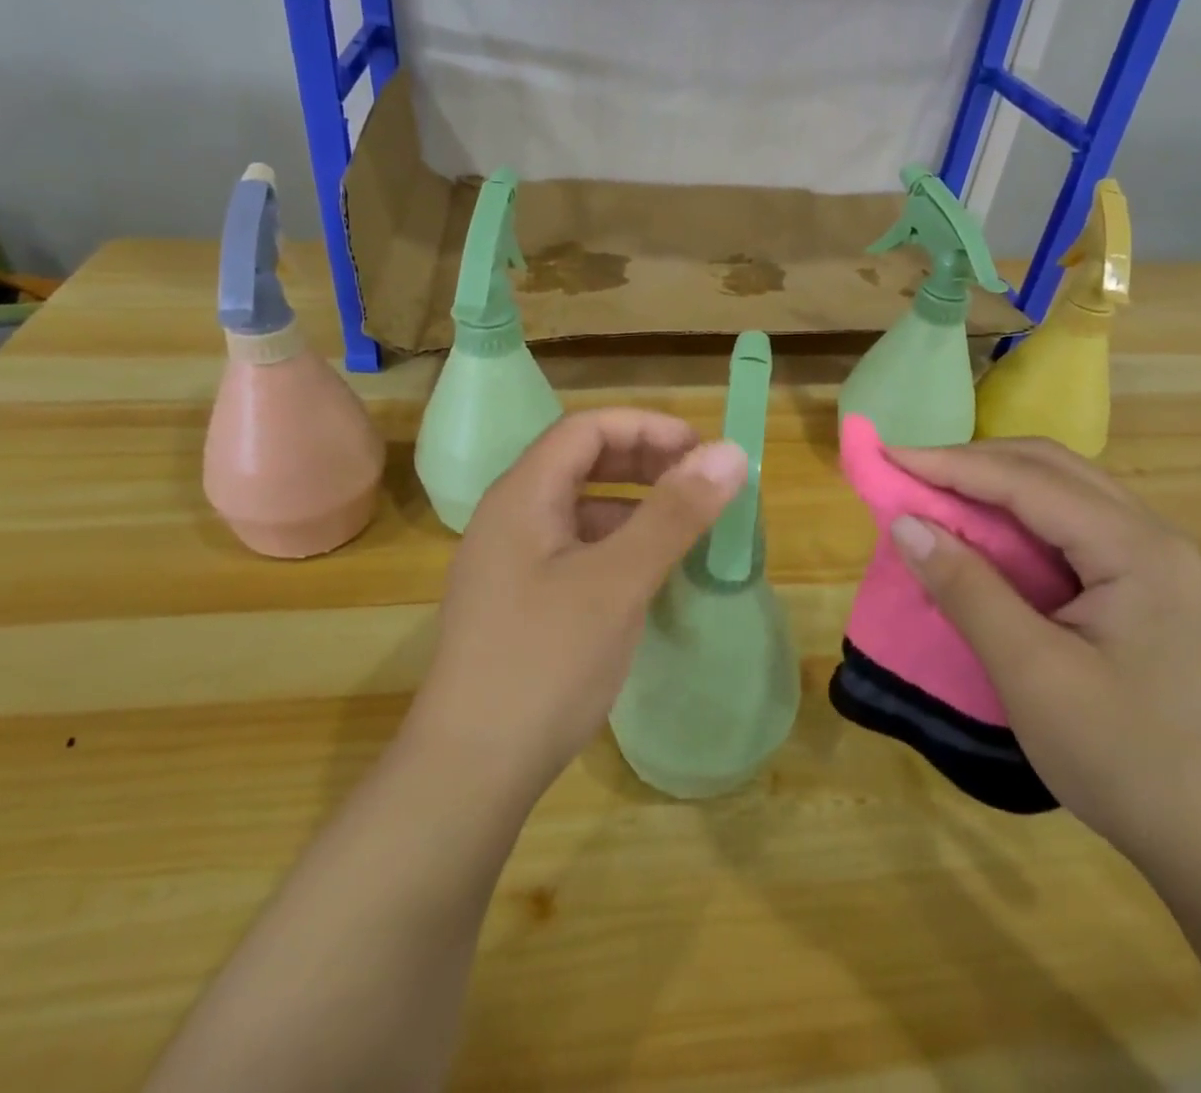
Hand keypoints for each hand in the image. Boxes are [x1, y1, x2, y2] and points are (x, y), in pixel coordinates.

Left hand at [408, 408, 748, 804]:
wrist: (470, 772)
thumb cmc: (545, 662)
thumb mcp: (619, 581)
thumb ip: (674, 513)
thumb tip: (730, 452)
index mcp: (522, 496)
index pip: (586, 429)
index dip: (647, 428)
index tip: (702, 450)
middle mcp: (509, 517)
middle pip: (580, 462)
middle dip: (643, 461)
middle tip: (699, 482)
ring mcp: (509, 562)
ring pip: (578, 508)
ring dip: (632, 504)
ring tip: (684, 525)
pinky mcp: (518, 601)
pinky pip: (574, 548)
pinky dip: (616, 544)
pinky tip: (646, 572)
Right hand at [885, 438, 1200, 867]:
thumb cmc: (1124, 758)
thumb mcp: (1031, 674)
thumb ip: (968, 590)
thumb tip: (905, 524)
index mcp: (1137, 550)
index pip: (1029, 481)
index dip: (952, 464)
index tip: (889, 456)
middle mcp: (1154, 537)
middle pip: (1052, 468)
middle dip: (974, 462)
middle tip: (909, 471)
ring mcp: (1157, 559)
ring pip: (1063, 490)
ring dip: (996, 483)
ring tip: (936, 493)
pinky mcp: (1147, 582)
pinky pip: (1072, 523)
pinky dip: (1018, 515)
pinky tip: (986, 533)